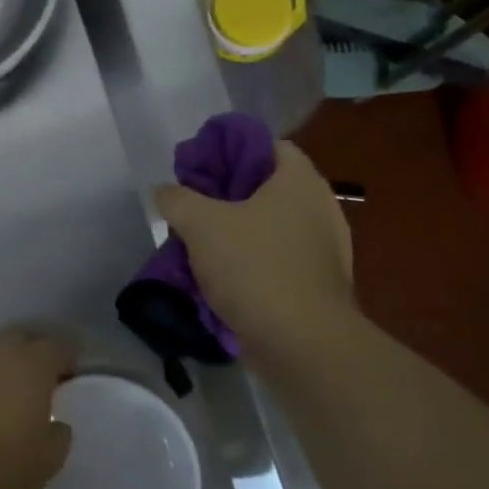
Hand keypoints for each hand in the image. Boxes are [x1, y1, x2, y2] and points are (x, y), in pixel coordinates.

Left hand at [0, 329, 75, 488]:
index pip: (58, 346)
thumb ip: (58, 434)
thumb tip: (55, 423)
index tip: (69, 379)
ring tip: (2, 394)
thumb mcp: (47, 461)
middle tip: (37, 382)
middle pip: (20, 338)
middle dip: (32, 353)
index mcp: (31, 364)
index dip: (67, 360)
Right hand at [155, 139, 355, 351]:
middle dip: (227, 197)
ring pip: (270, 228)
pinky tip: (222, 278)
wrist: (302, 344)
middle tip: (192, 207)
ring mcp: (325, 250)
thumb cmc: (254, 267)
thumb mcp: (200, 224)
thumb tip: (163, 191)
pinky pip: (278, 261)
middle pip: (266, 188)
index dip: (230, 150)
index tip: (199, 168)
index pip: (267, 145)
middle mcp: (320, 208)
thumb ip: (176, 199)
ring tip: (200, 245)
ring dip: (237, 234)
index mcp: (300, 181)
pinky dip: (252, 263)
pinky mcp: (319, 285)